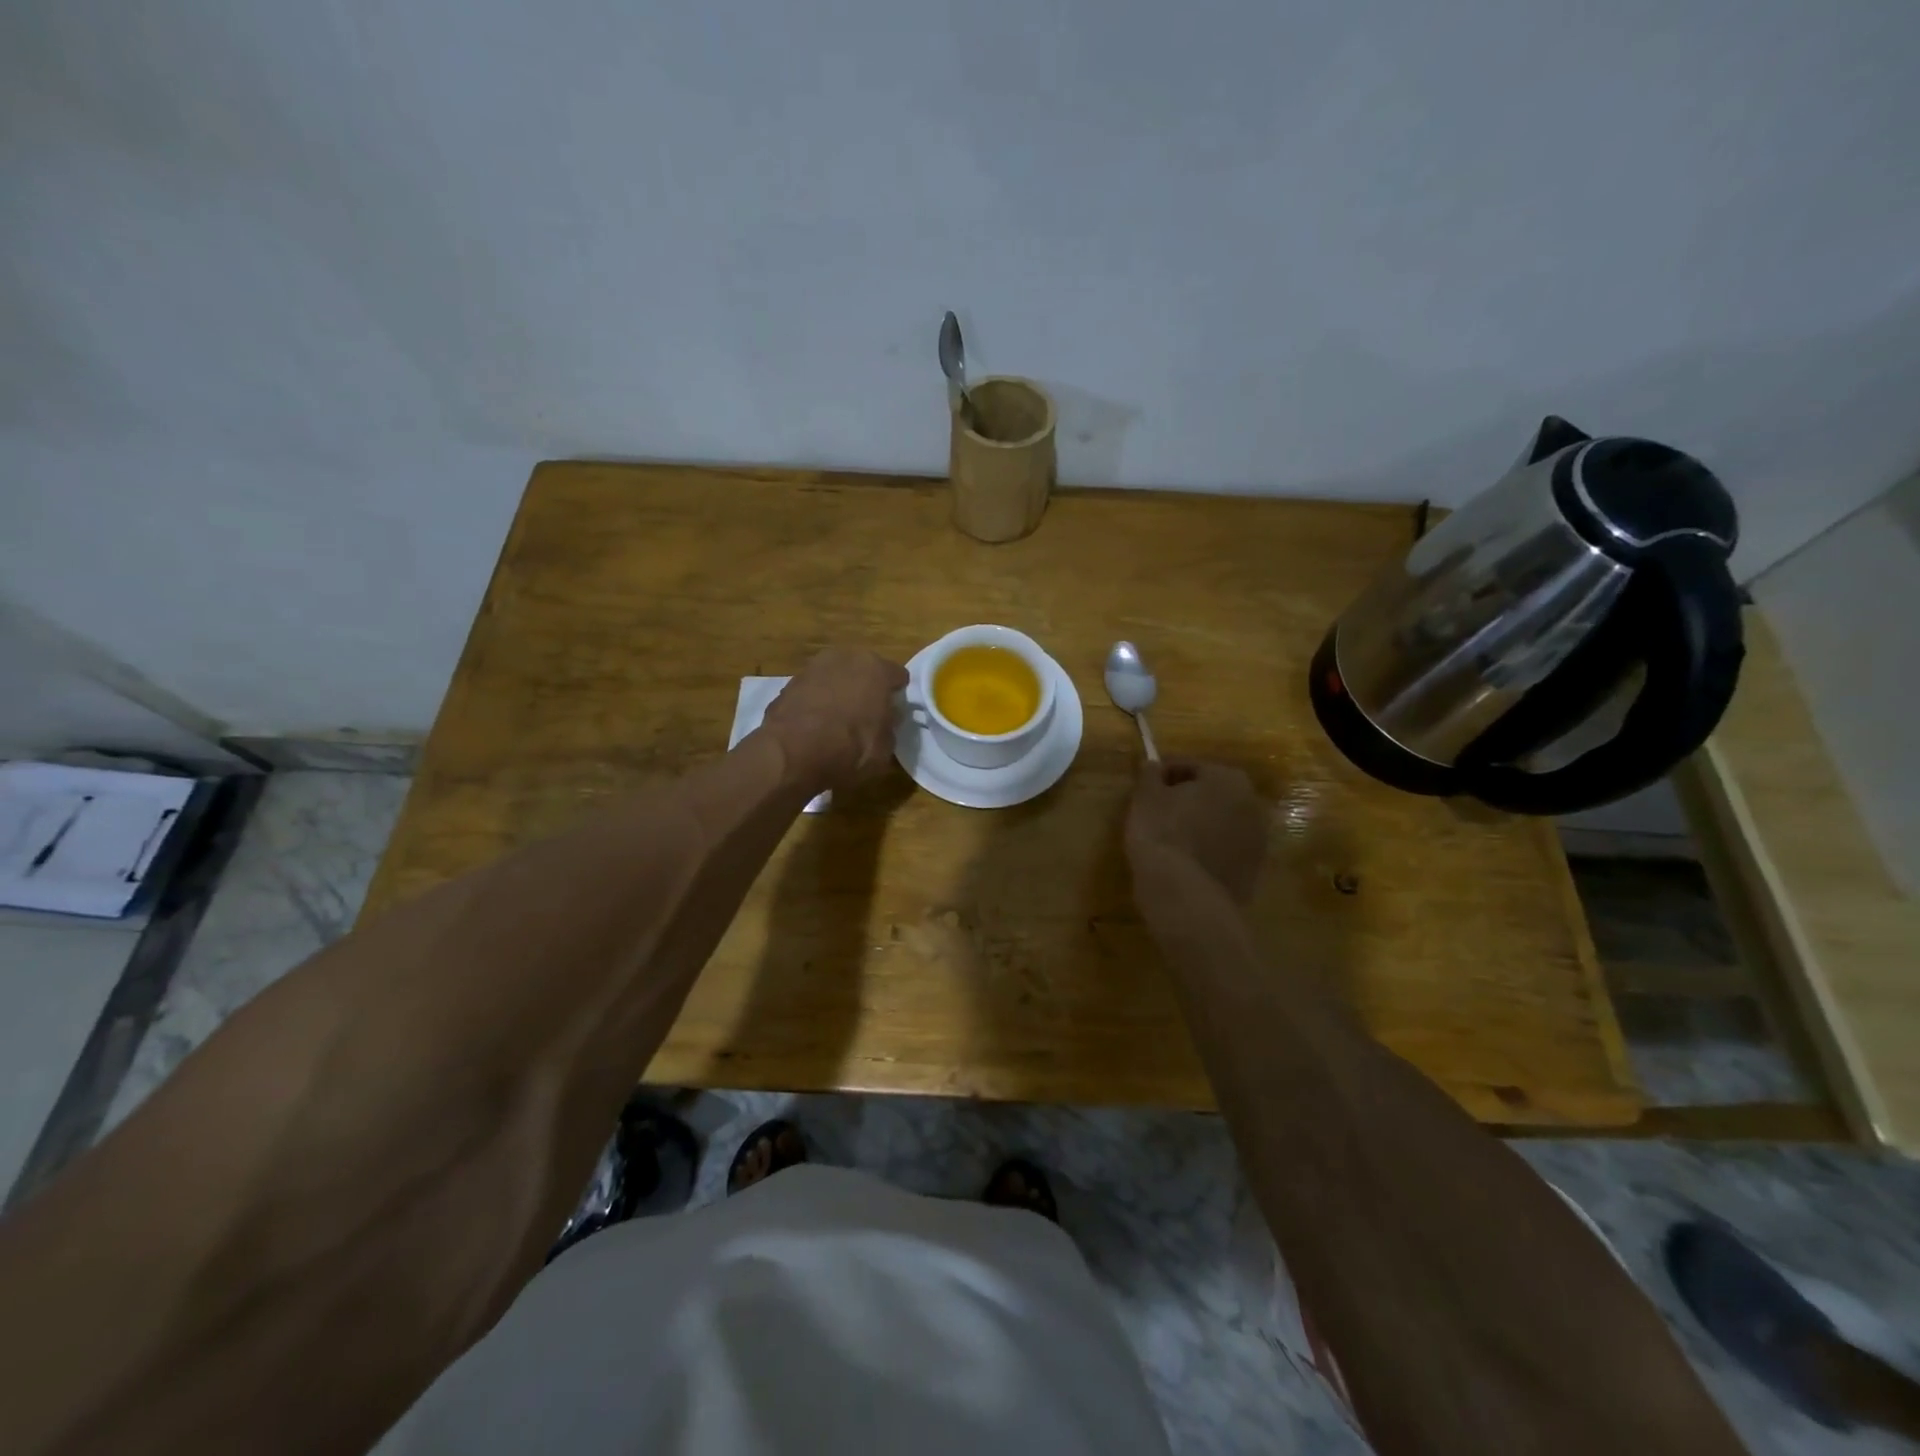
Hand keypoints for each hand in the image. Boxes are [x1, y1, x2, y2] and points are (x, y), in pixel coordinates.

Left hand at [761, 648, 909, 791]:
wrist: (793, 753)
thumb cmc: (850, 748)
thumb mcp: (885, 749)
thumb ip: (889, 727)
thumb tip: (886, 720)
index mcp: (877, 669)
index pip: (898, 676)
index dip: (897, 695)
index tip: (894, 714)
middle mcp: (846, 658)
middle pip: (864, 670)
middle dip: (866, 688)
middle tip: (866, 714)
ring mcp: (814, 666)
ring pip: (836, 676)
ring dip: (839, 691)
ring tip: (837, 720)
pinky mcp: (789, 682)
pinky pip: (813, 690)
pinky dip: (816, 701)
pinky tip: (814, 725)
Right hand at [1125, 760, 1267, 903]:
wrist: (1183, 892)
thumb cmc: (1162, 832)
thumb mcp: (1146, 796)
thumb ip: (1150, 774)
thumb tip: (1153, 764)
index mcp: (1228, 778)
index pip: (1191, 767)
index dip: (1165, 774)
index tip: (1146, 787)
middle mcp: (1252, 804)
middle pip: (1213, 794)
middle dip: (1189, 799)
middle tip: (1160, 811)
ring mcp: (1257, 840)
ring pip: (1222, 823)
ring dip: (1202, 825)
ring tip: (1172, 838)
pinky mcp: (1253, 871)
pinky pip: (1225, 851)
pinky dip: (1209, 851)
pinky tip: (1186, 861)